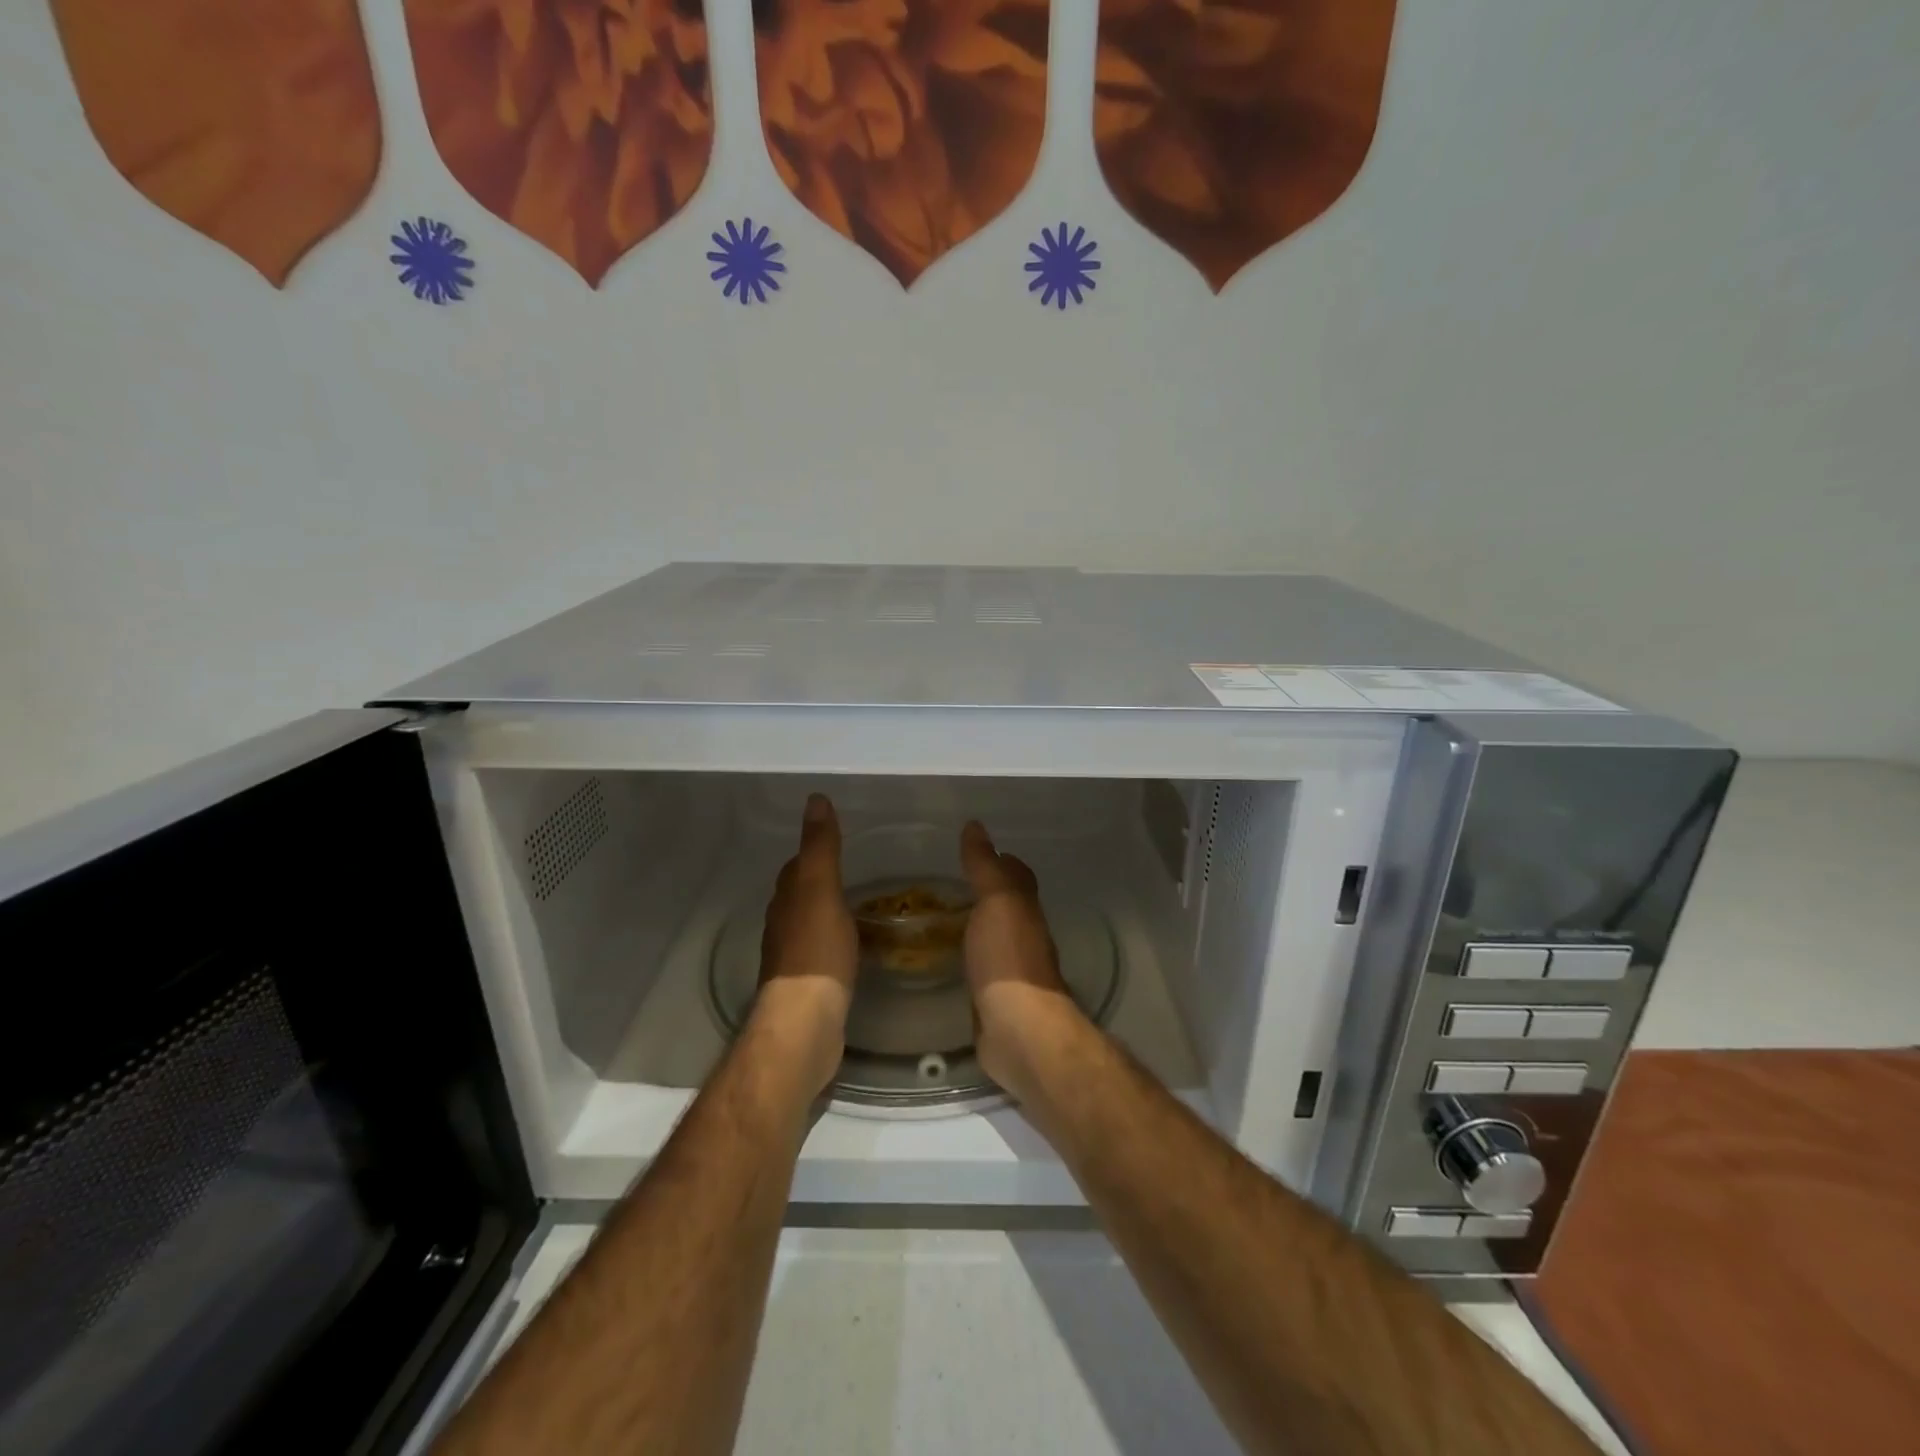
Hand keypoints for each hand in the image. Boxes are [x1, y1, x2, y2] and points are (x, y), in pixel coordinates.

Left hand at [754, 794, 858, 1094]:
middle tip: (858, 871)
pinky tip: (857, 947)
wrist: (806, 1023)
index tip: (838, 841)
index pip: (796, 867)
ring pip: (811, 924)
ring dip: (830, 913)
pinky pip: (823, 953)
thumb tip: (815, 799)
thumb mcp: (821, 890)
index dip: (814, 852)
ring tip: (862, 907)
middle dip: (822, 881)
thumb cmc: (816, 951)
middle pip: (801, 895)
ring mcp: (793, 959)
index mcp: (786, 901)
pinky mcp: (808, 986)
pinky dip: (837, 942)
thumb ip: (820, 847)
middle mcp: (783, 926)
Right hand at [959, 821, 1089, 1101]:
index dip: (1002, 860)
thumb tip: (976, 826)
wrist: (1019, 1030)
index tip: (976, 849)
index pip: (1018, 876)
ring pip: (994, 937)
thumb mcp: (997, 901)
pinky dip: (967, 957)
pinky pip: (980, 968)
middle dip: (987, 893)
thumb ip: (986, 866)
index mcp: (1026, 911)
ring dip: (976, 925)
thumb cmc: (1009, 959)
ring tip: (941, 916)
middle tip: (949, 883)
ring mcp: (1012, 971)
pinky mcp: (995, 1000)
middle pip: (1008, 907)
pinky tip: (947, 959)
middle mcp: (1024, 937)